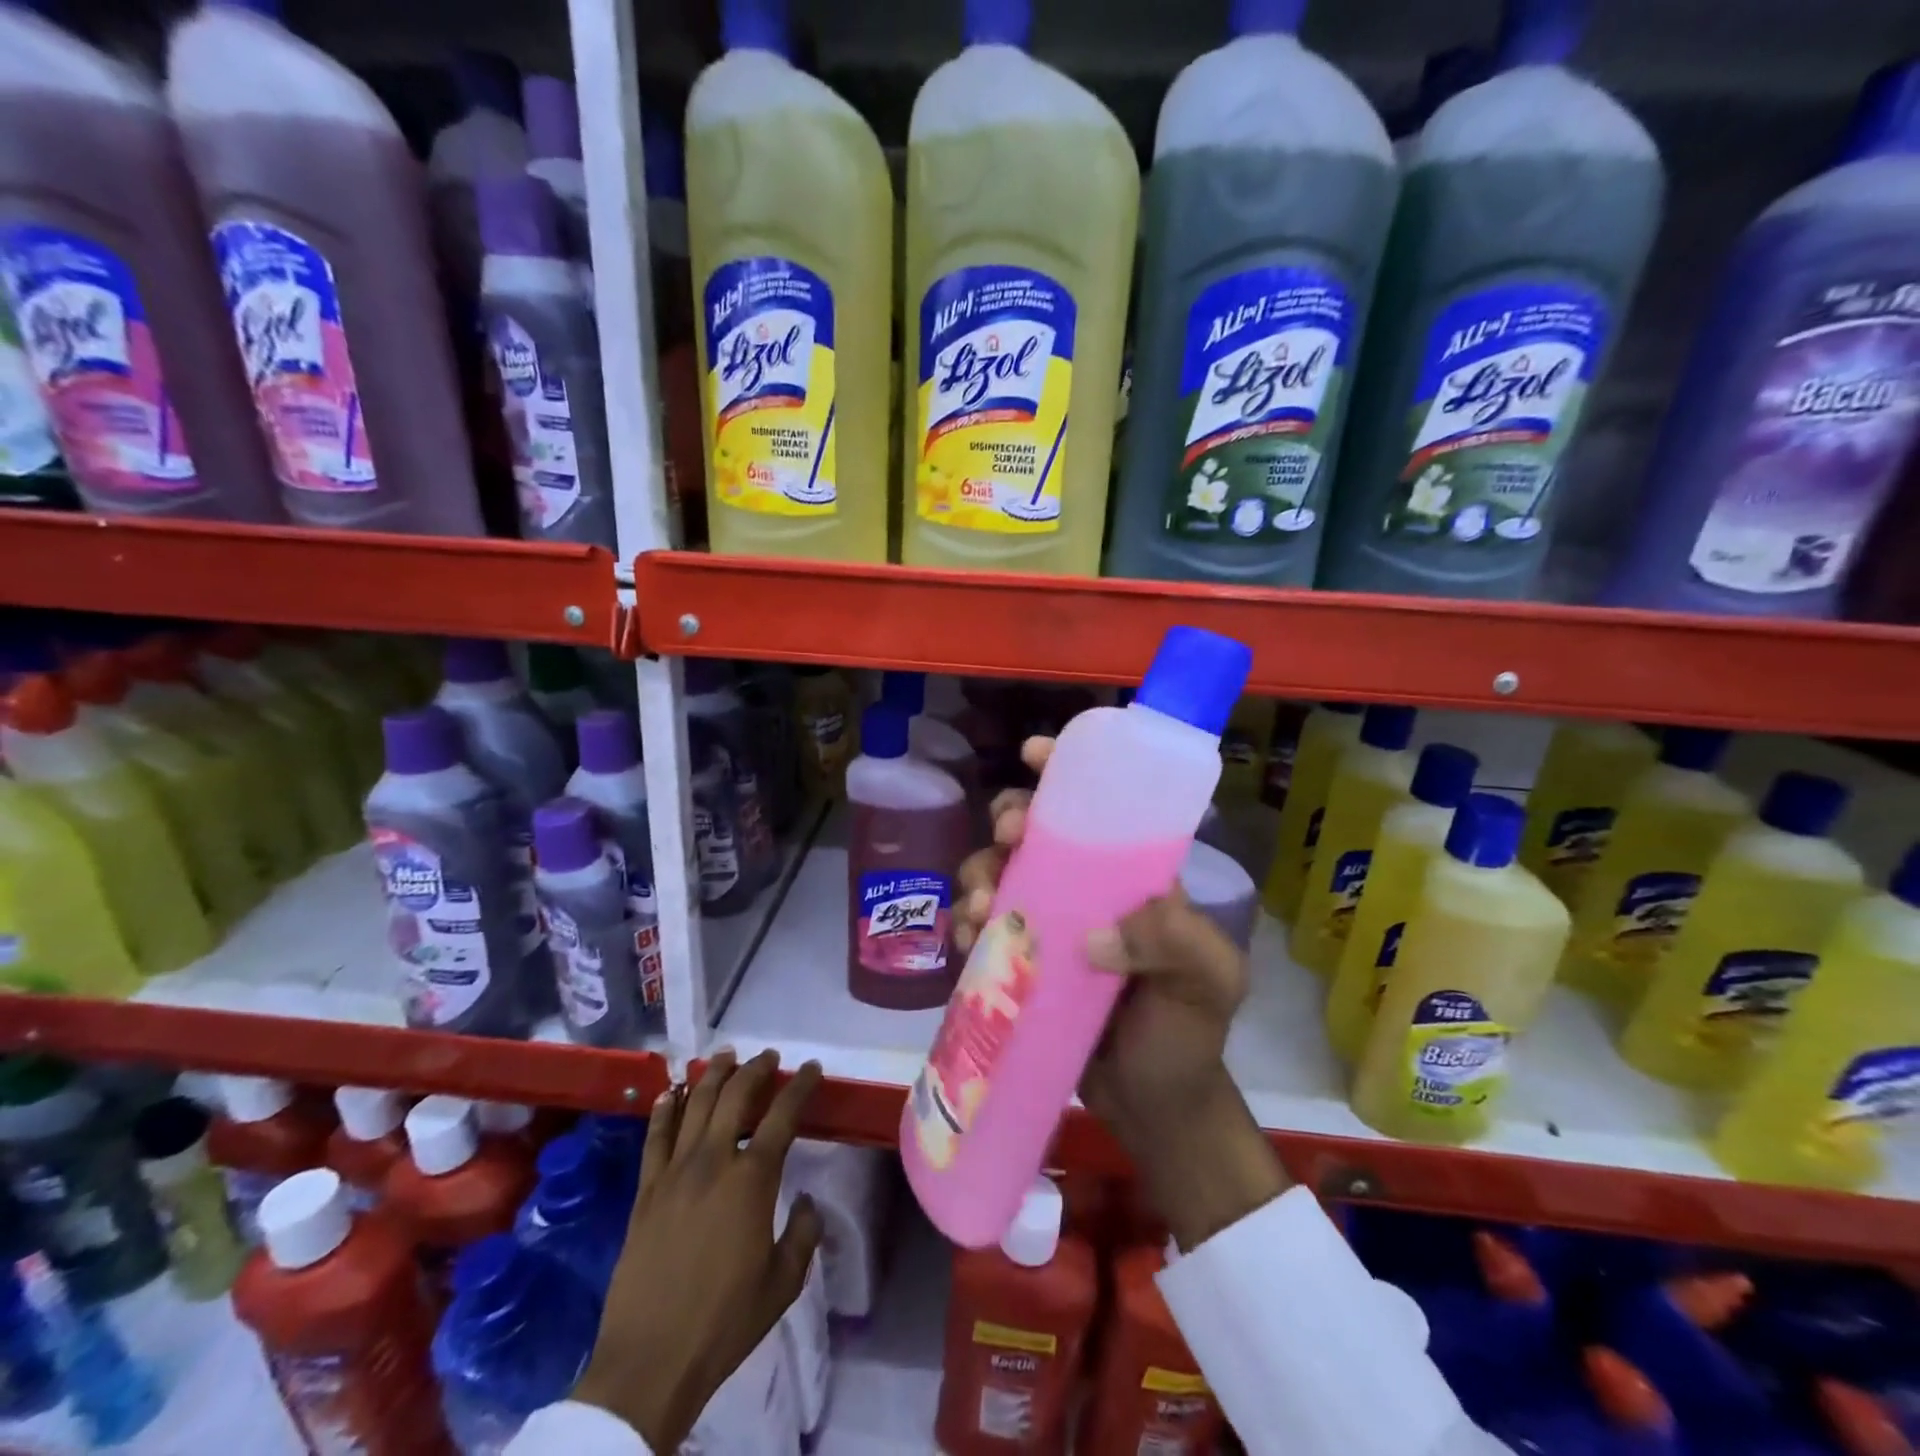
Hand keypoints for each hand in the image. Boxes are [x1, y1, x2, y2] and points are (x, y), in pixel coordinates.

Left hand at [571, 1051, 823, 1450]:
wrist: (650, 1360)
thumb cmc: (725, 1321)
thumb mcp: (783, 1282)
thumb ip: (804, 1234)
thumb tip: (808, 1201)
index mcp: (753, 1179)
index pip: (782, 1115)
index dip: (800, 1085)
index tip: (811, 1068)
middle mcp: (714, 1161)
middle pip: (735, 1096)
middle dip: (755, 1069)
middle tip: (768, 1057)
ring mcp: (674, 1173)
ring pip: (694, 1105)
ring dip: (713, 1075)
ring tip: (725, 1057)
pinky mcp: (645, 1191)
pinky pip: (655, 1137)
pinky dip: (664, 1109)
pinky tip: (670, 1093)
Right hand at [957, 737, 1287, 1249]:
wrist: (1152, 1108)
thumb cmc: (1186, 1034)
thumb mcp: (1207, 981)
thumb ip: (1174, 944)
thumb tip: (1094, 938)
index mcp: (1131, 877)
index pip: (1099, 808)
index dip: (1064, 772)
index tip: (1032, 754)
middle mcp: (1084, 889)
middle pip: (1035, 831)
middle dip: (1011, 819)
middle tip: (1007, 836)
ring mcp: (1047, 924)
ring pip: (999, 872)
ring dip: (980, 872)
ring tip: (982, 906)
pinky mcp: (1018, 961)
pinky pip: (981, 926)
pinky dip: (968, 922)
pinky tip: (969, 937)